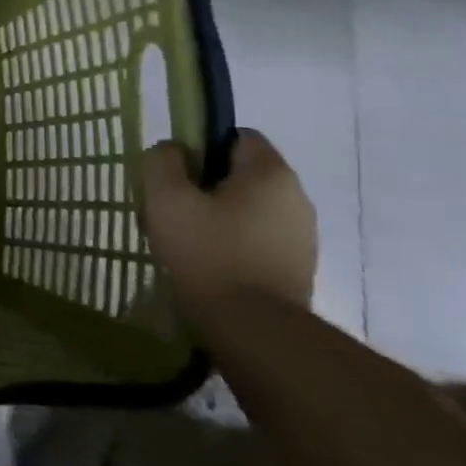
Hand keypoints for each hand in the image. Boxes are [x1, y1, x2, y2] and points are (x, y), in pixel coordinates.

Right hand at [141, 129, 316, 321]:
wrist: (253, 329)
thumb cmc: (207, 252)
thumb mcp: (166, 198)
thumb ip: (163, 161)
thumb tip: (173, 151)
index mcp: (270, 173)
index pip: (237, 136)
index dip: (202, 146)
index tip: (176, 173)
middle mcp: (297, 198)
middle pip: (241, 175)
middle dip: (205, 186)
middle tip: (171, 208)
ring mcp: (302, 236)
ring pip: (248, 209)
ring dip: (217, 217)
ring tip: (184, 241)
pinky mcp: (298, 268)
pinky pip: (257, 239)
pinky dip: (232, 244)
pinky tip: (207, 265)